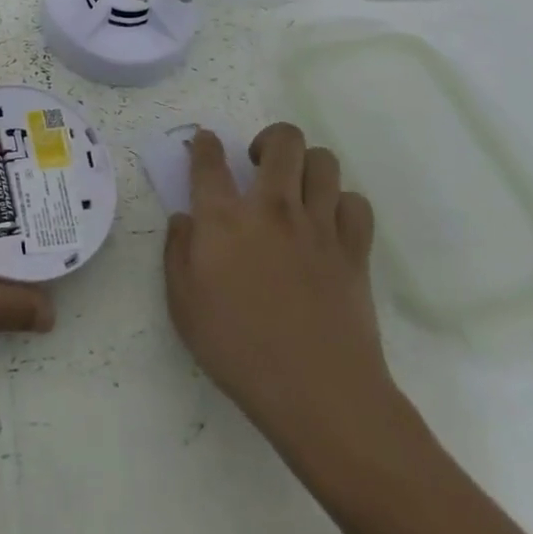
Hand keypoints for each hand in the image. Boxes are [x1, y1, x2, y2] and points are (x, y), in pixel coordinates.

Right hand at [164, 124, 410, 459]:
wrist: (318, 393)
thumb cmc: (239, 350)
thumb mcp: (184, 306)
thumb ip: (177, 252)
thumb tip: (184, 218)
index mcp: (224, 219)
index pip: (210, 160)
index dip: (206, 144)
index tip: (206, 144)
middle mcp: (272, 208)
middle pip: (283, 141)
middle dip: (270, 140)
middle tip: (260, 165)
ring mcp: (319, 225)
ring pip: (324, 161)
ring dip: (307, 166)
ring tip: (297, 189)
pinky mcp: (354, 249)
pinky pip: (355, 203)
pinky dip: (342, 204)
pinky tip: (329, 223)